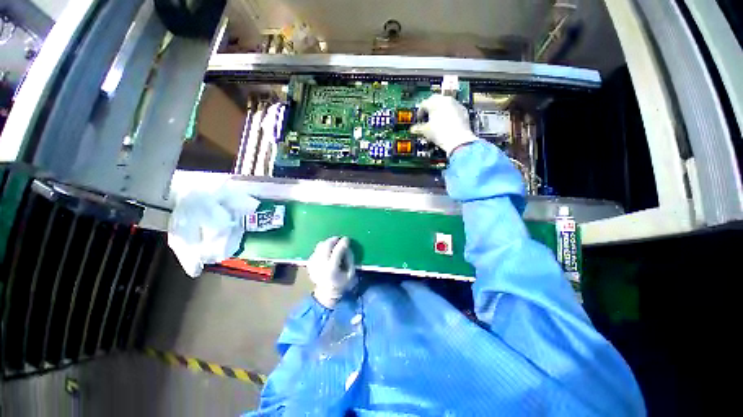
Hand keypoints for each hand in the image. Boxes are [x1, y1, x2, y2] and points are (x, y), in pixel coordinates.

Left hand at [307, 236, 354, 307]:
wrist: (326, 293)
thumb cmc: (342, 282)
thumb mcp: (350, 273)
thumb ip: (350, 258)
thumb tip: (346, 246)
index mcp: (332, 270)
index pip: (337, 252)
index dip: (342, 243)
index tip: (347, 238)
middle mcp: (320, 266)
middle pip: (326, 246)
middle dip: (333, 240)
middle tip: (339, 238)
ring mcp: (313, 264)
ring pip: (320, 246)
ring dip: (327, 243)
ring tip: (333, 244)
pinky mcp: (309, 263)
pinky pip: (316, 250)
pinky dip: (322, 248)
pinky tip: (327, 252)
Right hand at [410, 94, 477, 155]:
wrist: (458, 140)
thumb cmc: (440, 133)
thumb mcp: (425, 131)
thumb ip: (418, 128)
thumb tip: (413, 129)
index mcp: (435, 102)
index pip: (424, 103)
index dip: (419, 112)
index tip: (419, 119)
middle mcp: (446, 100)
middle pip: (435, 100)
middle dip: (430, 108)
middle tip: (427, 117)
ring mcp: (456, 104)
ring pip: (445, 104)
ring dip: (440, 110)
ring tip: (437, 121)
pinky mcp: (463, 111)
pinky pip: (454, 109)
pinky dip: (449, 114)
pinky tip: (447, 123)